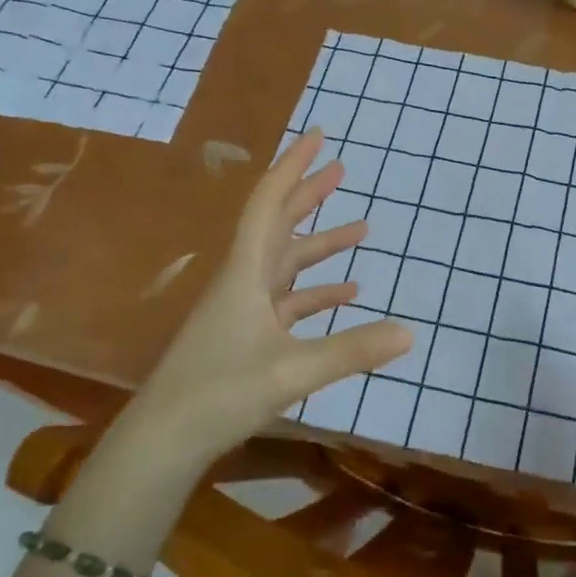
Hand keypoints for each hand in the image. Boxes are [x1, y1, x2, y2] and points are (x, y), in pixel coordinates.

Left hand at [118, 130, 411, 461]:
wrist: (165, 439)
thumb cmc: (220, 392)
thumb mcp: (294, 371)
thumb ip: (353, 350)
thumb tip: (410, 332)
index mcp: (246, 273)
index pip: (270, 204)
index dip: (294, 166)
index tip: (319, 137)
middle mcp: (243, 281)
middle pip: (278, 225)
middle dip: (310, 195)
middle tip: (342, 169)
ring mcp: (243, 309)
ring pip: (286, 263)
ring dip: (320, 245)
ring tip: (361, 229)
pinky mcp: (246, 335)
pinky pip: (287, 300)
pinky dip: (316, 292)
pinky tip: (347, 294)